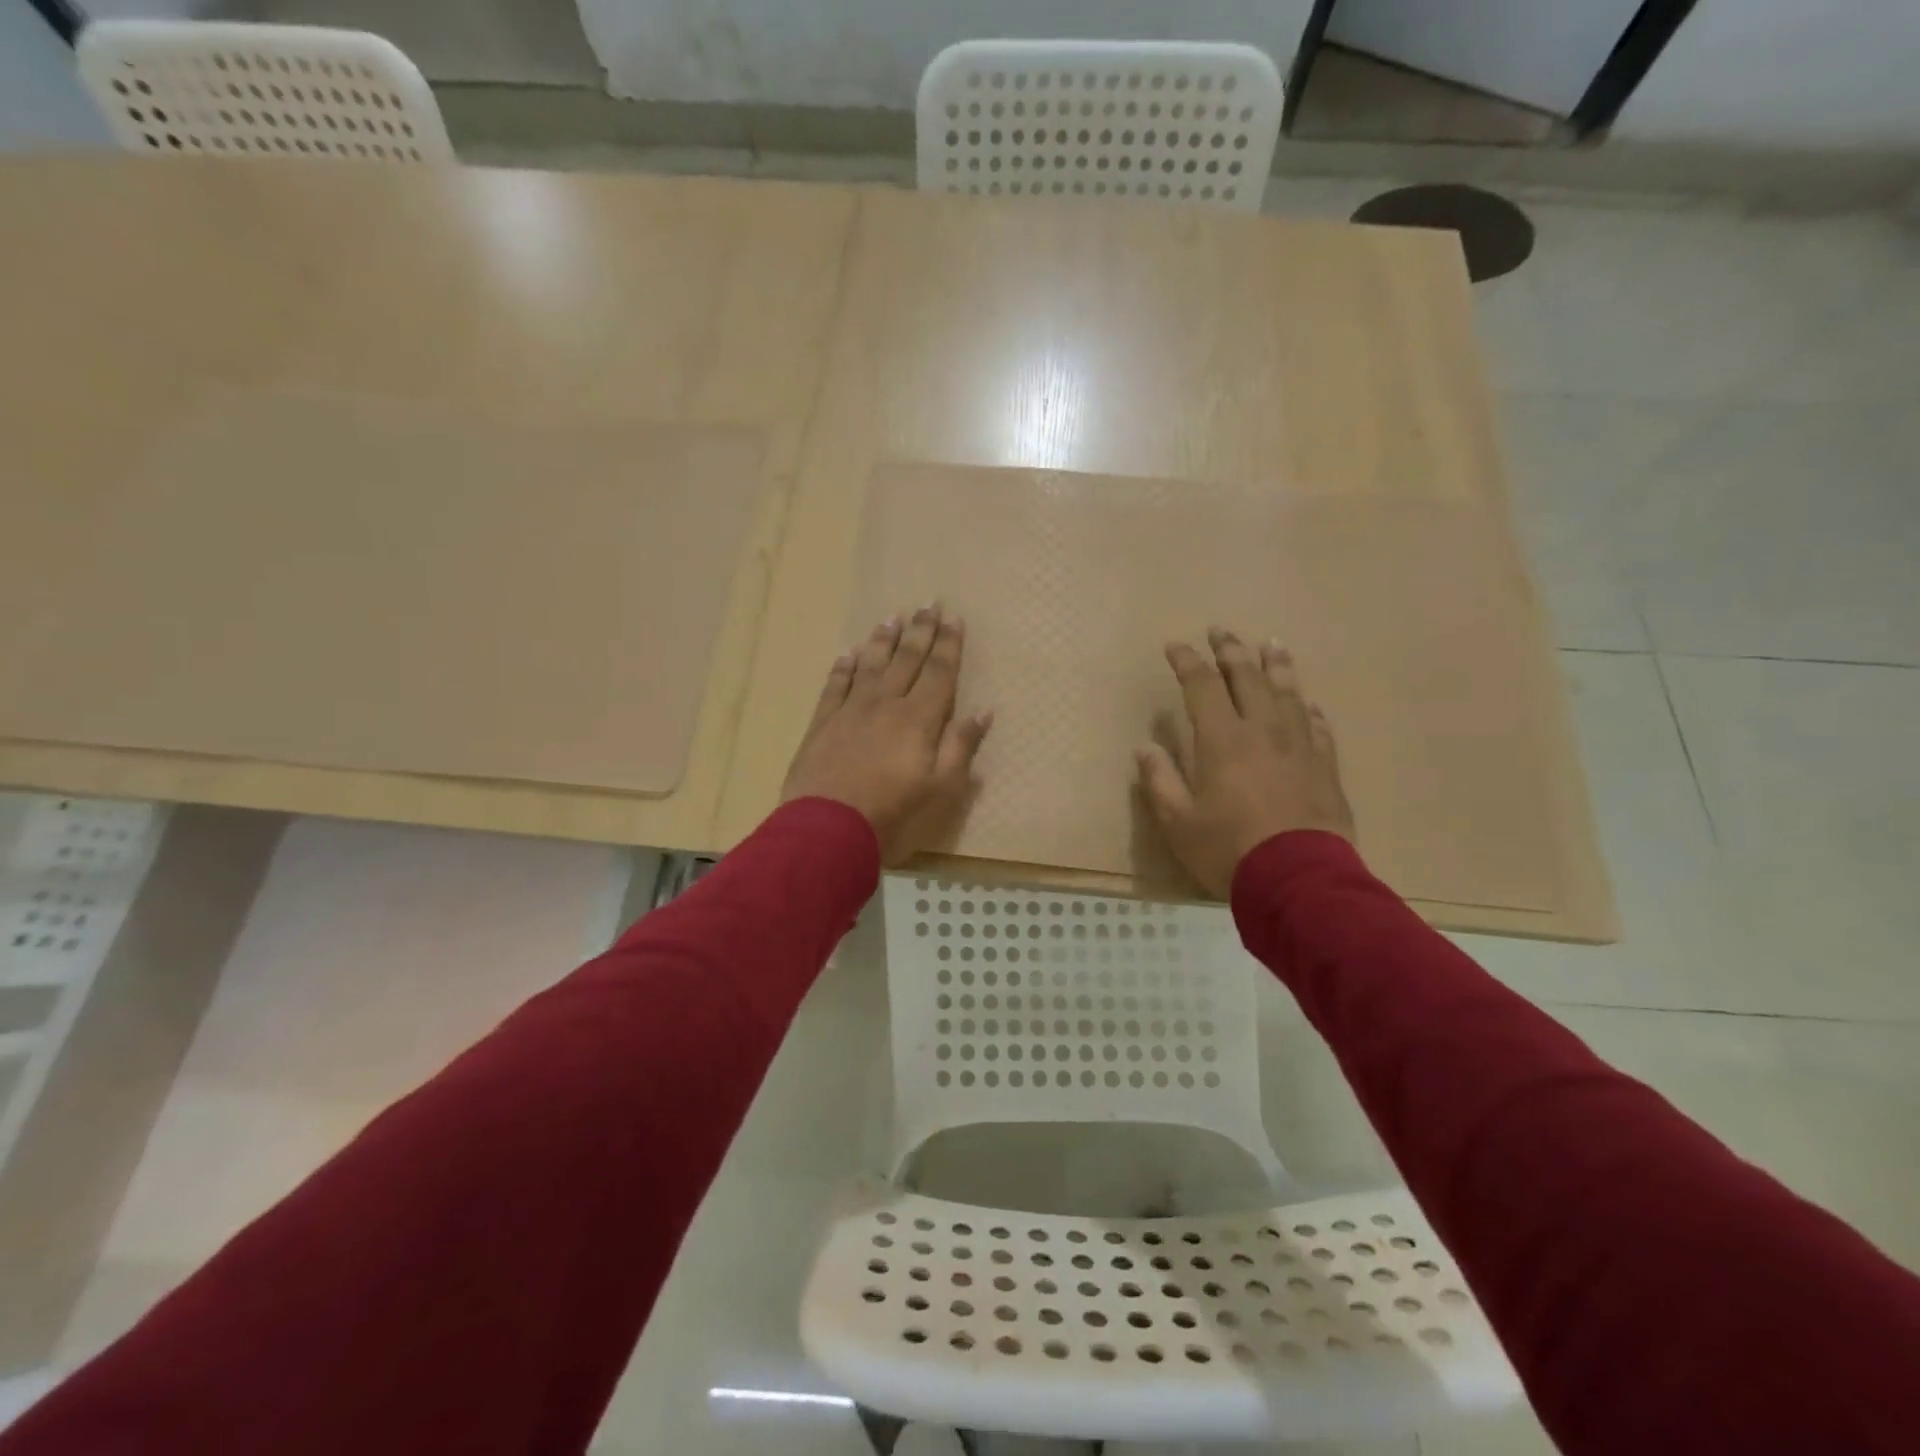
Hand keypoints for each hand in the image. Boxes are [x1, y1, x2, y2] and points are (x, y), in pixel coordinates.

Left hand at [781, 603, 992, 864]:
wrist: (828, 829)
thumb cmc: (893, 812)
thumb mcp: (941, 787)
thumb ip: (961, 745)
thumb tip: (984, 710)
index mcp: (919, 718)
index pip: (939, 672)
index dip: (948, 645)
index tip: (954, 618)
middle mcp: (885, 704)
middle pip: (906, 659)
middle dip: (920, 630)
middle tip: (928, 602)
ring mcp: (850, 711)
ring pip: (870, 665)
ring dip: (882, 640)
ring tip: (891, 617)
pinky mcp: (822, 724)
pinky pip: (835, 686)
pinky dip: (843, 668)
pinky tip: (847, 654)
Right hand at [1136, 628, 1354, 898]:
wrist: (1299, 880)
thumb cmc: (1229, 850)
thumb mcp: (1178, 822)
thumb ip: (1160, 781)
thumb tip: (1145, 748)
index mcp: (1222, 740)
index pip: (1202, 686)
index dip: (1187, 662)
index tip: (1175, 646)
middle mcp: (1263, 731)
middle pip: (1248, 678)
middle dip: (1231, 651)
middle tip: (1221, 631)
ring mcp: (1299, 747)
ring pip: (1289, 694)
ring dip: (1277, 666)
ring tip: (1271, 644)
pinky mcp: (1325, 768)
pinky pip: (1318, 728)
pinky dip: (1310, 711)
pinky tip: (1309, 705)